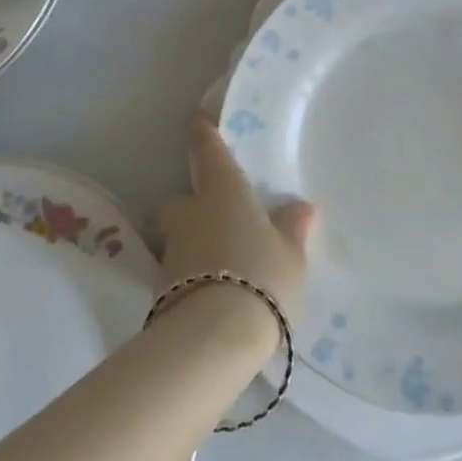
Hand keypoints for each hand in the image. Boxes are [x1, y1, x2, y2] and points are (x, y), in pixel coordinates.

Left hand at [158, 113, 316, 339]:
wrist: (212, 339)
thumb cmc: (260, 277)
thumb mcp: (290, 254)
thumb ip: (292, 228)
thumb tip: (300, 207)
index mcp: (223, 191)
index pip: (208, 150)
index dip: (203, 133)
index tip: (197, 121)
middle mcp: (191, 213)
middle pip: (181, 201)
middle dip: (193, 207)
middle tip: (219, 220)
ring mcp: (172, 253)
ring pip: (180, 239)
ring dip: (195, 246)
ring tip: (225, 267)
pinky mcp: (161, 292)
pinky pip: (181, 274)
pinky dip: (193, 279)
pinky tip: (216, 296)